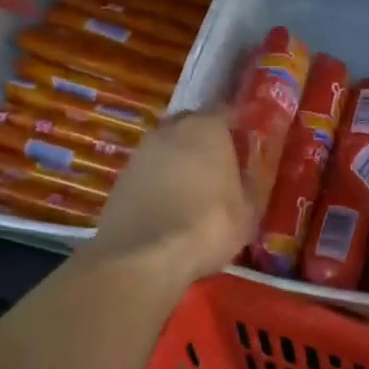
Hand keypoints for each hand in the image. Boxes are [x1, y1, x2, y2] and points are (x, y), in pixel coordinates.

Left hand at [81, 109, 252, 290]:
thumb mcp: (247, 211)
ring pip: (167, 148)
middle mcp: (170, 130)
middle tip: (219, 163)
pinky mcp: (121, 178)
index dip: (237, 127)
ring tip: (194, 188)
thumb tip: (245, 177)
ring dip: (179, 161)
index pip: (226, 112)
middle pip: (191, 125)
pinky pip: (149, 172)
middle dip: (204, 139)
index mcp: (206, 128)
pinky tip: (170, 205)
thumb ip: (248, 186)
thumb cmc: (208, 225)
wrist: (144, 256)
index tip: (245, 142)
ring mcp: (141, 153)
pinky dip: (160, 182)